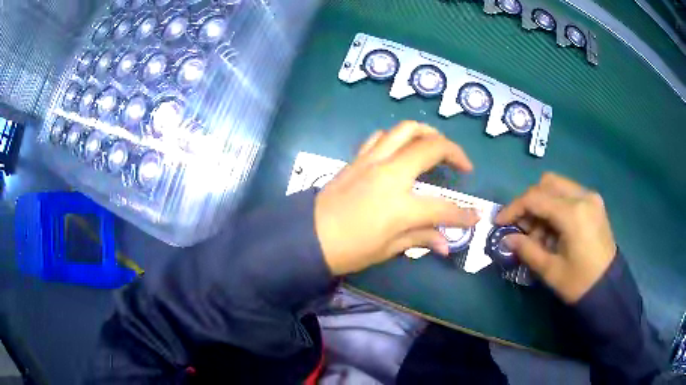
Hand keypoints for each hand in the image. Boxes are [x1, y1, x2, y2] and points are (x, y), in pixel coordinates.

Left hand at [315, 121, 479, 275]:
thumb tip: (446, 244)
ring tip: (438, 147)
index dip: (464, 214)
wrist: (307, 236)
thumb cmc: (348, 250)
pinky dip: (398, 137)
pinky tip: (403, 149)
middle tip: (464, 165)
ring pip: (406, 130)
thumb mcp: (387, 249)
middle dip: (455, 153)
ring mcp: (372, 161)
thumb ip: (420, 238)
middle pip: (431, 148)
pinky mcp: (357, 158)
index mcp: (400, 206)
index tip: (476, 217)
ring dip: (428, 133)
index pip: (443, 207)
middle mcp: (390, 174)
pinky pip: (382, 137)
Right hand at [496, 173, 616, 302]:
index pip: (536, 198)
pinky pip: (568, 194)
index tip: (499, 222)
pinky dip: (555, 206)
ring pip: (558, 186)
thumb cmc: (580, 282)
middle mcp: (583, 196)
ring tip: (539, 233)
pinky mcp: (594, 203)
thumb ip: (527, 249)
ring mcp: (591, 197)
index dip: (514, 208)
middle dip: (529, 202)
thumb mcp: (550, 270)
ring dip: (542, 204)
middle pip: (547, 183)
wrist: (608, 287)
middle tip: (521, 226)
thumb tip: (507, 238)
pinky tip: (554, 229)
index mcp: (573, 213)